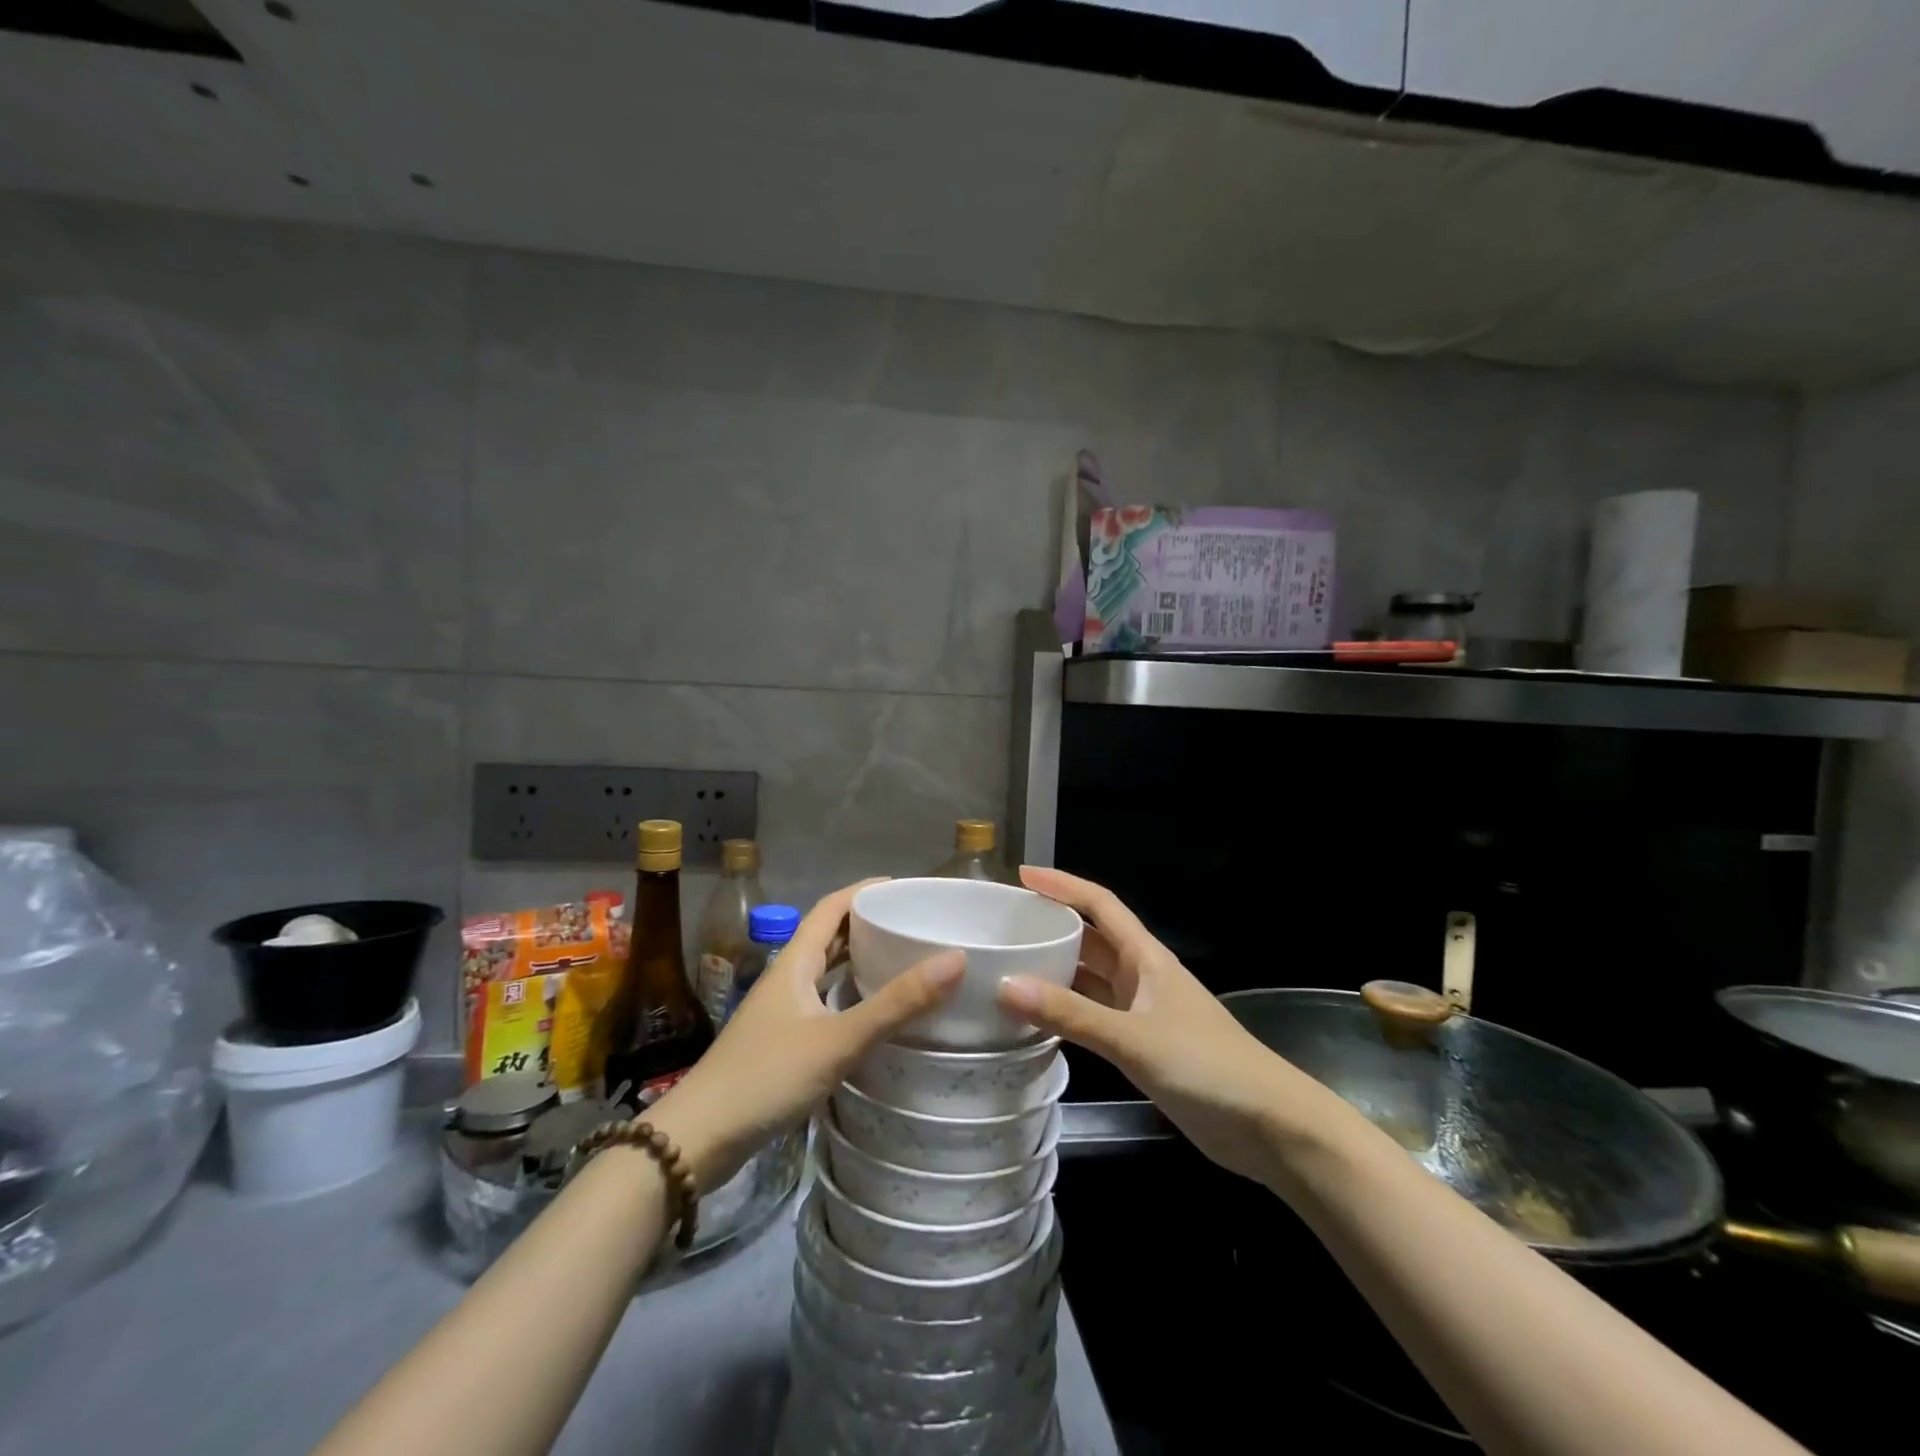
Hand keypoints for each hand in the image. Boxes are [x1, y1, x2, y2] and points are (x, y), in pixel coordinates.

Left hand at [648, 880, 962, 1190]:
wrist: (699, 1139)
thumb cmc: (767, 1077)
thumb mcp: (838, 1039)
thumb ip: (896, 1004)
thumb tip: (955, 959)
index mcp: (795, 961)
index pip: (833, 906)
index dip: (867, 890)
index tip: (908, 888)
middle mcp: (788, 977)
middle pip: (830, 934)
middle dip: (869, 923)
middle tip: (915, 924)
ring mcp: (782, 1010)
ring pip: (826, 969)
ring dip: (860, 958)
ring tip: (904, 960)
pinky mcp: (782, 1040)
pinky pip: (824, 1000)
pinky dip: (850, 994)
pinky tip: (873, 1012)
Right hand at [996, 866, 1338, 1185]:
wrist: (1269, 1125)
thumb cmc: (1206, 1066)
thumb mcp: (1133, 1038)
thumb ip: (1071, 1014)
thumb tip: (1005, 985)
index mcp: (1145, 957)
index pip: (1100, 905)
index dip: (1063, 885)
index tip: (1022, 877)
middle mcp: (1141, 976)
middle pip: (1091, 939)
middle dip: (1051, 926)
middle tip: (1003, 925)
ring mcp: (1143, 1011)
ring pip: (1090, 979)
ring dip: (1056, 970)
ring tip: (1008, 966)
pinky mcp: (1143, 1045)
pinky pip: (1094, 1015)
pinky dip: (1067, 1011)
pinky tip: (1037, 1019)